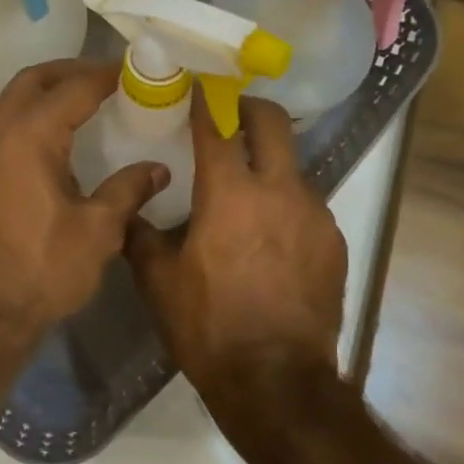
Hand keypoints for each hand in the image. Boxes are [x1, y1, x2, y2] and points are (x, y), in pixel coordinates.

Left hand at [0, 60, 167, 341]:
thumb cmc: (42, 269)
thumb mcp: (98, 230)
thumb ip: (128, 190)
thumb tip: (157, 169)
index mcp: (30, 136)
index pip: (74, 87)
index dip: (107, 75)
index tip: (137, 70)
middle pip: (33, 81)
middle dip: (71, 72)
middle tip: (108, 78)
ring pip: (12, 102)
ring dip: (47, 94)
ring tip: (85, 105)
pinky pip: (3, 128)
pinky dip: (30, 119)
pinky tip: (56, 143)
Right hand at [127, 91, 345, 392]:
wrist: (275, 380)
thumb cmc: (208, 327)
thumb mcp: (158, 282)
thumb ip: (141, 235)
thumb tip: (130, 210)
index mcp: (230, 194)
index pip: (216, 126)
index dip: (204, 99)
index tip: (197, 83)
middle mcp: (279, 191)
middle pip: (272, 123)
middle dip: (249, 107)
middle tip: (230, 112)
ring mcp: (315, 215)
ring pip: (292, 166)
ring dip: (268, 163)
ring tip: (246, 190)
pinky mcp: (334, 242)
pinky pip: (307, 206)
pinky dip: (286, 205)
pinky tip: (270, 236)